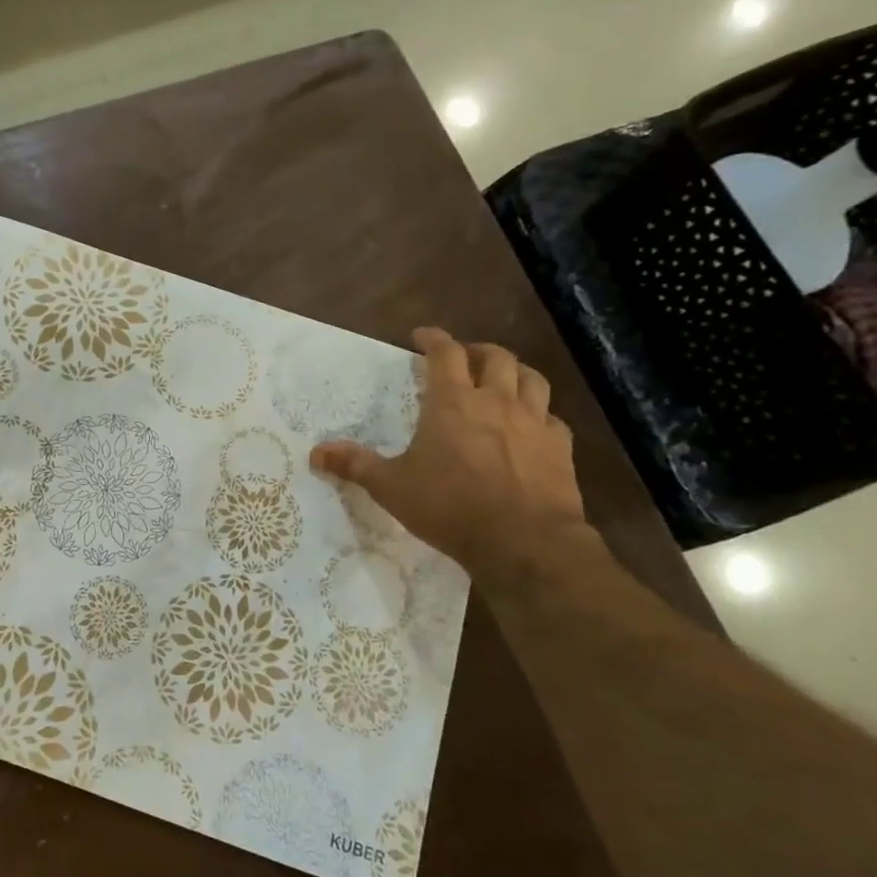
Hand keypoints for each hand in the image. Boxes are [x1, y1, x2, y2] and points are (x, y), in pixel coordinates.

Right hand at [310, 328, 589, 581]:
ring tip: (502, 380)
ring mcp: (534, 423)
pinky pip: (552, 418)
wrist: (524, 541)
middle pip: (495, 357)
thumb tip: (316, 452)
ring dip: (514, 372)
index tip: (422, 335)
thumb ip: (355, 465)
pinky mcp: (560, 448)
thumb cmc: (450, 507)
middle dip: (476, 351)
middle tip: (463, 358)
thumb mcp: (391, 487)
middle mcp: (496, 401)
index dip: (433, 339)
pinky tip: (531, 427)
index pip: (445, 353)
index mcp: (453, 402)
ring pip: (531, 379)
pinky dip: (539, 414)